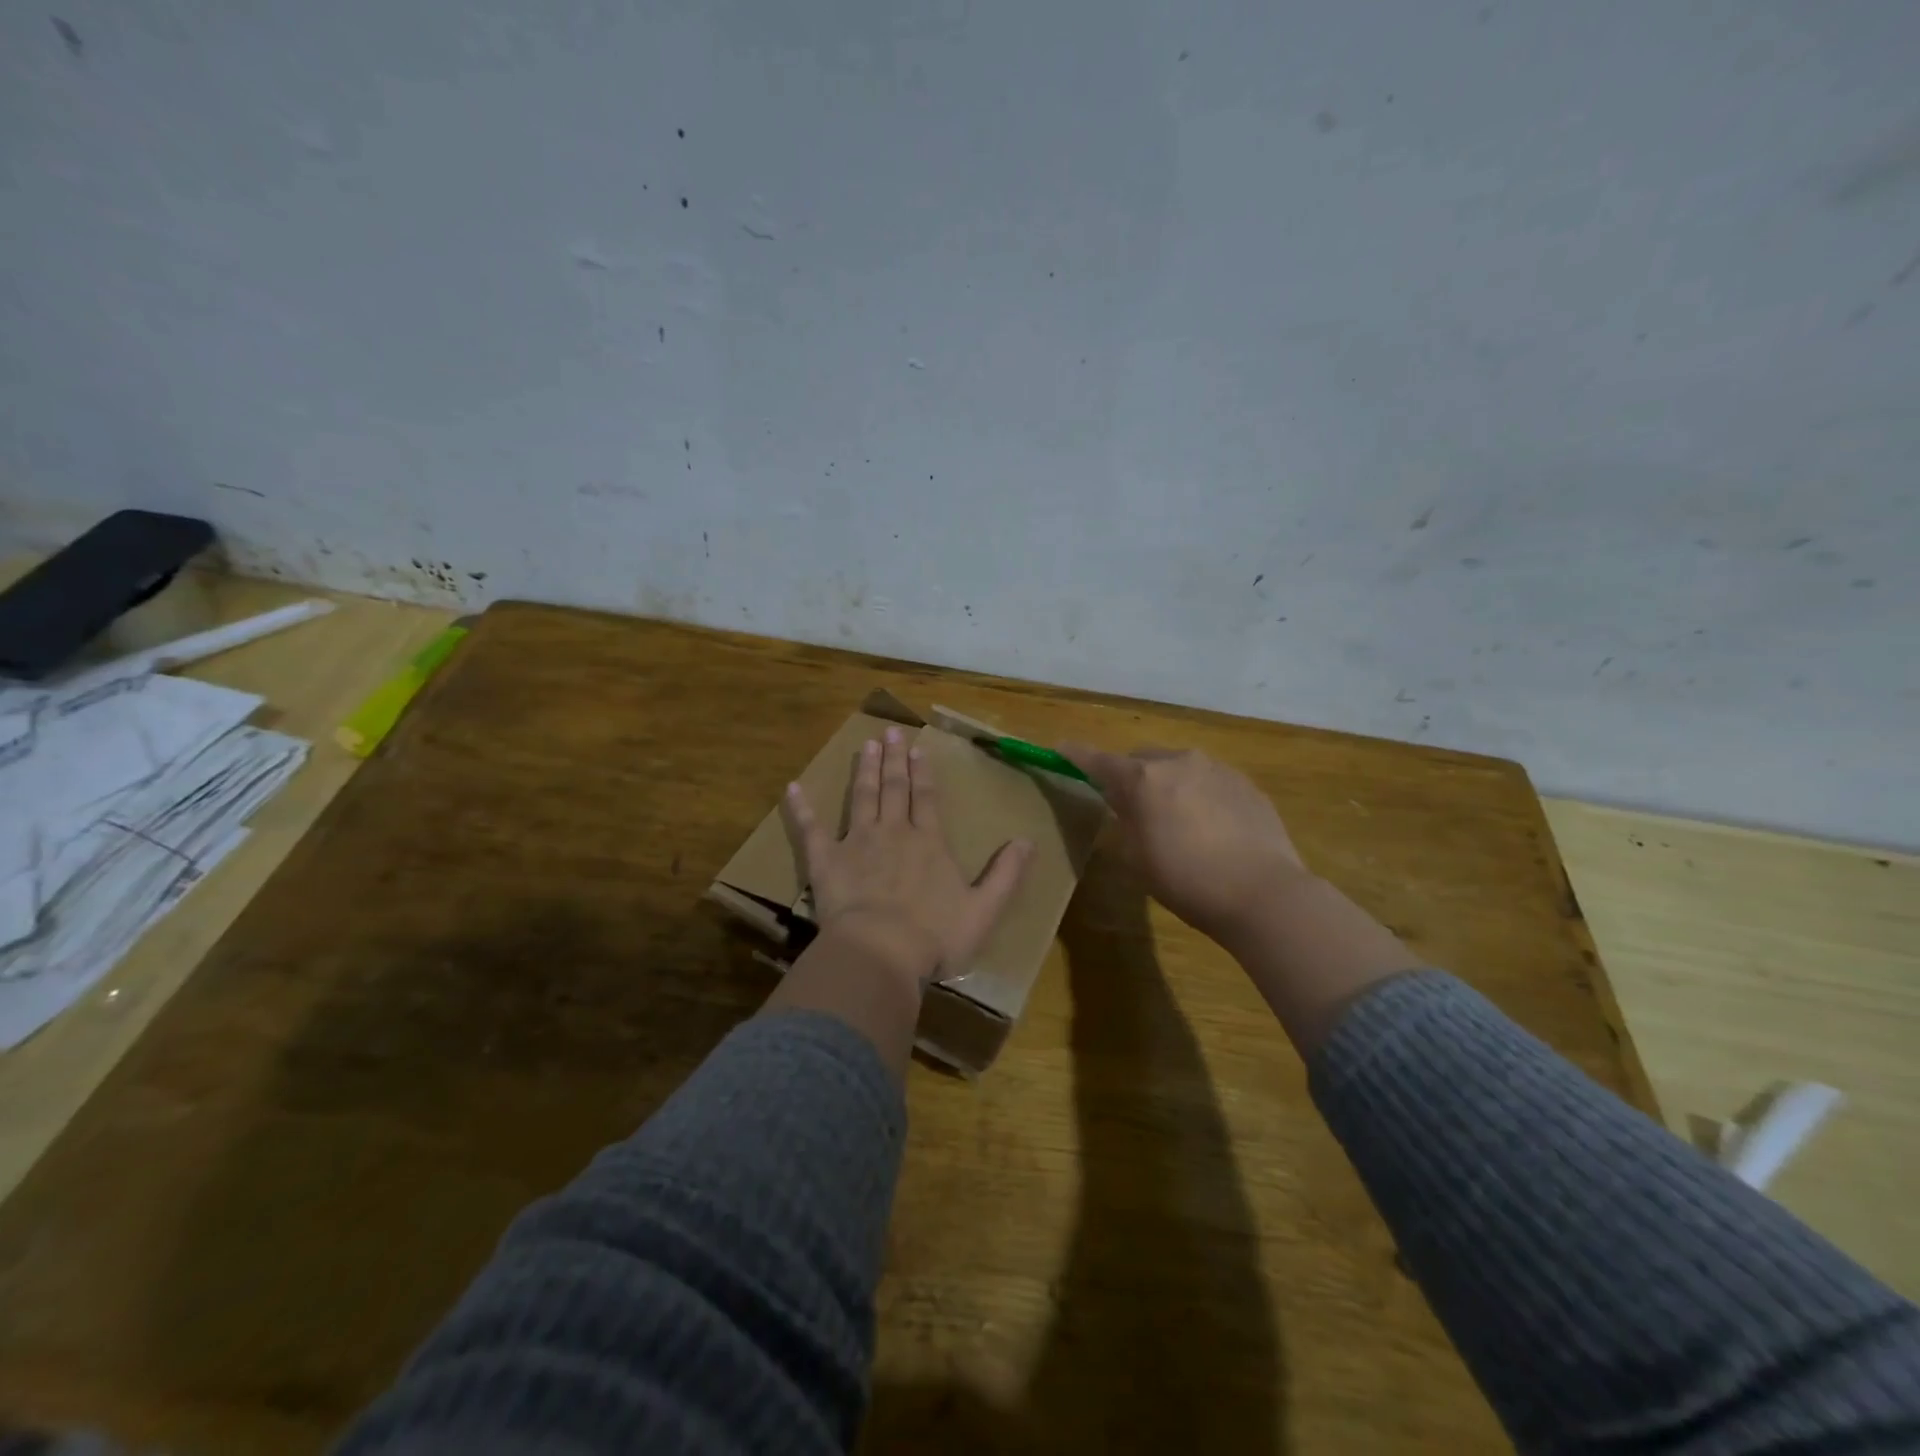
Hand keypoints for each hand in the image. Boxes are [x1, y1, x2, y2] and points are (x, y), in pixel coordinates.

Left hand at [783, 726, 1033, 986]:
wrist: (881, 953)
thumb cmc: (934, 936)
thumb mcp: (984, 909)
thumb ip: (1006, 875)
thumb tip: (1029, 842)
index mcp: (928, 843)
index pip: (926, 798)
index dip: (923, 772)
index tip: (918, 748)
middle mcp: (893, 833)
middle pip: (894, 789)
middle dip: (894, 760)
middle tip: (890, 732)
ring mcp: (856, 843)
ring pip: (861, 798)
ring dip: (865, 771)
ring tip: (865, 746)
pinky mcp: (825, 862)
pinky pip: (810, 830)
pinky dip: (802, 808)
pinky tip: (793, 787)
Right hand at [1059, 743, 1309, 945]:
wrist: (1263, 892)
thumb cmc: (1187, 881)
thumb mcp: (1137, 857)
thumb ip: (1125, 821)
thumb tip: (1125, 803)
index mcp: (1143, 779)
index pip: (1098, 761)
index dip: (1075, 756)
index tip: (1059, 749)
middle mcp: (1178, 761)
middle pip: (1141, 760)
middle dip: (1130, 777)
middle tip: (1130, 807)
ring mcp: (1216, 768)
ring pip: (1178, 767)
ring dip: (1167, 784)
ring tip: (1176, 820)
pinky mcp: (1245, 783)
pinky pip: (1208, 780)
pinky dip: (1198, 794)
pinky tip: (1210, 827)